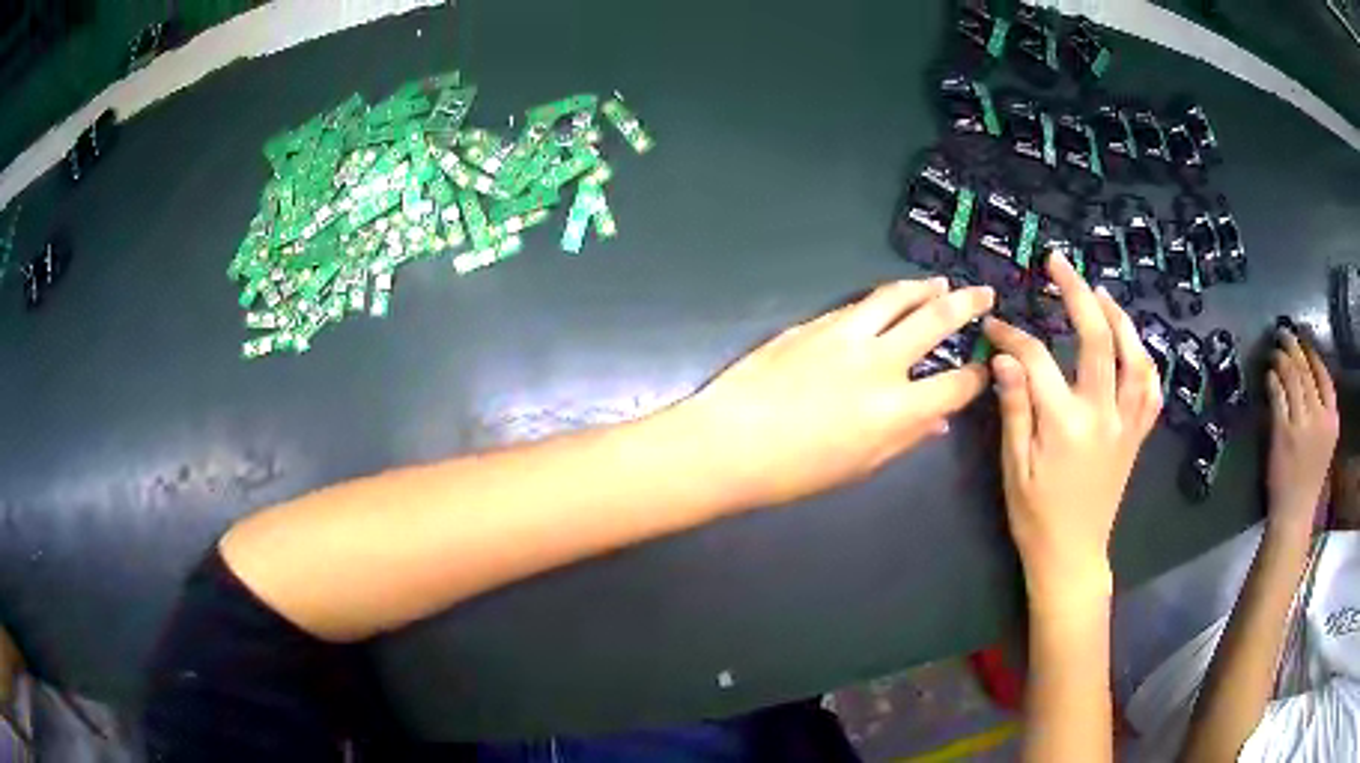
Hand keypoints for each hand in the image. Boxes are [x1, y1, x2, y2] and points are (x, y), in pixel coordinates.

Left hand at [685, 278, 994, 506]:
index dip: (978, 374)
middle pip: (936, 320)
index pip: (956, 384)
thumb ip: (905, 439)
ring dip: (924, 287)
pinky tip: (889, 301)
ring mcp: (845, 336)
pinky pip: (859, 305)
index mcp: (897, 410)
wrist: (728, 442)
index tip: (985, 366)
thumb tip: (937, 421)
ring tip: (940, 284)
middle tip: (984, 294)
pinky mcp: (815, 324)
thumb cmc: (794, 471)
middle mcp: (880, 363)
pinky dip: (883, 300)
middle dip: (968, 304)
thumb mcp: (860, 466)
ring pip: (897, 297)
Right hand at [983, 253, 1160, 606]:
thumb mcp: (1014, 467)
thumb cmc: (1036, 515)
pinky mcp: (1137, 435)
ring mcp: (1126, 423)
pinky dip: (1145, 360)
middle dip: (1077, 293)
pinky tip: (1134, 346)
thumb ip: (1014, 408)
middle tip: (1059, 263)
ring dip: (1120, 318)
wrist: (1072, 555)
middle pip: (1096, 338)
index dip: (1012, 335)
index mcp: (1065, 423)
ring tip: (1101, 294)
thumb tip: (1004, 356)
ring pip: (1135, 357)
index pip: (1037, 359)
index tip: (993, 325)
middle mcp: (1103, 414)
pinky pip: (1151, 390)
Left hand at [1264, 327, 1337, 536]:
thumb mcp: (1324, 441)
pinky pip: (1278, 395)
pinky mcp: (1283, 432)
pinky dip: (1272, 379)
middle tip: (1283, 333)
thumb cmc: (1309, 480)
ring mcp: (1302, 425)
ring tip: (1274, 350)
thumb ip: (1320, 411)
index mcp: (1332, 421)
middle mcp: (1320, 418)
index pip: (1324, 375)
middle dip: (1294, 347)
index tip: (1303, 341)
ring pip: (1292, 378)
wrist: (1295, 514)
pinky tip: (1269, 373)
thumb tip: (1306, 375)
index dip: (1312, 353)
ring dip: (1282, 359)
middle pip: (1307, 371)